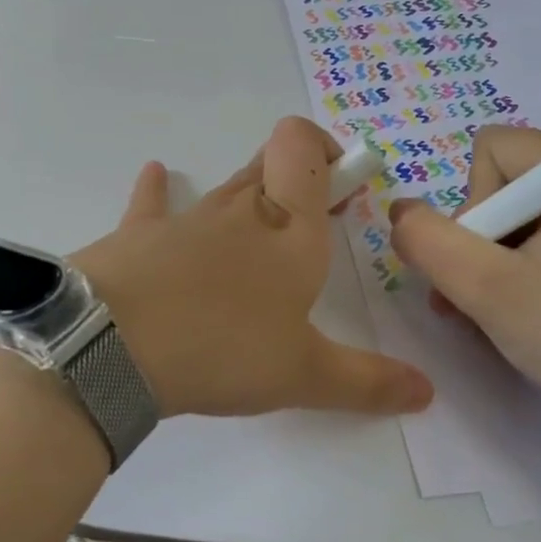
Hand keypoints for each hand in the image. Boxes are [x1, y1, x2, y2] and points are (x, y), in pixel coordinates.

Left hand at [71, 118, 433, 419]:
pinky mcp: (136, 236)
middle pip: (270, 165)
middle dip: (297, 178)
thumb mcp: (303, 376)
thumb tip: (427, 392)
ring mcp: (184, 219)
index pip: (303, 150)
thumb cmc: (223, 348)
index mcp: (288, 231)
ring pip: (223, 188)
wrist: (114, 344)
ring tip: (254, 225)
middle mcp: (239, 211)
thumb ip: (367, 383)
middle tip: (314, 215)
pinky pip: (151, 203)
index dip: (324, 150)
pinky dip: (156, 190)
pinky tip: (154, 175)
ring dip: (244, 195)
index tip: (343, 186)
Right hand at [387, 126, 540, 450]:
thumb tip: (401, 211)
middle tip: (479, 297)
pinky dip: (530, 270)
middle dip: (481, 238)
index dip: (471, 206)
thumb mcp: (485, 290)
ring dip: (499, 261)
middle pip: (510, 181)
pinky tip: (531, 313)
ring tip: (496, 314)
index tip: (486, 266)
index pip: (494, 150)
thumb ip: (427, 240)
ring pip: (529, 215)